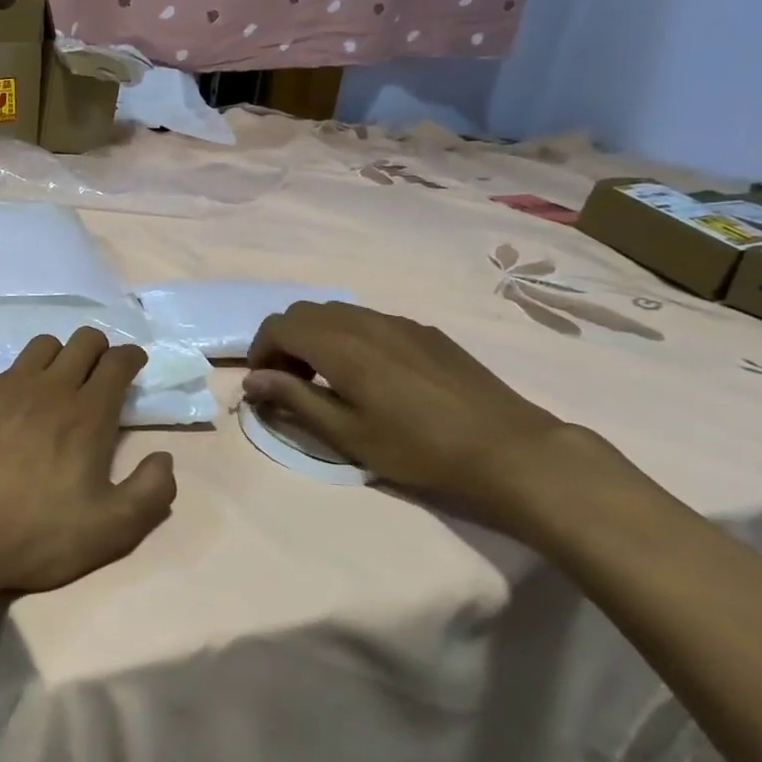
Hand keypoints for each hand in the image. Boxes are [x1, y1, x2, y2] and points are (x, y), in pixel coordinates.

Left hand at [0, 328, 177, 603]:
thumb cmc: (34, 533)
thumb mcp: (110, 530)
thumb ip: (150, 493)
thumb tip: (164, 459)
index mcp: (88, 413)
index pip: (117, 362)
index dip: (131, 357)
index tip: (133, 365)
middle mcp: (48, 388)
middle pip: (82, 341)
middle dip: (98, 348)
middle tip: (98, 373)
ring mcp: (3, 388)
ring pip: (40, 347)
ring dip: (57, 357)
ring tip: (54, 385)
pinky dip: (13, 385)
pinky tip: (3, 416)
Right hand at [244, 302, 585, 531]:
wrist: (508, 448)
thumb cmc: (418, 449)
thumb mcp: (347, 434)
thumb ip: (295, 399)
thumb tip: (253, 380)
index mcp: (340, 345)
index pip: (279, 326)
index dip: (260, 351)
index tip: (264, 383)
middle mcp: (364, 321)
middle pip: (304, 312)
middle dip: (285, 341)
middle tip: (291, 381)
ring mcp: (398, 322)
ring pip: (336, 312)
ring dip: (315, 336)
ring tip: (326, 378)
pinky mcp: (423, 331)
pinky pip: (368, 319)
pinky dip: (347, 336)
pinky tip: (369, 374)